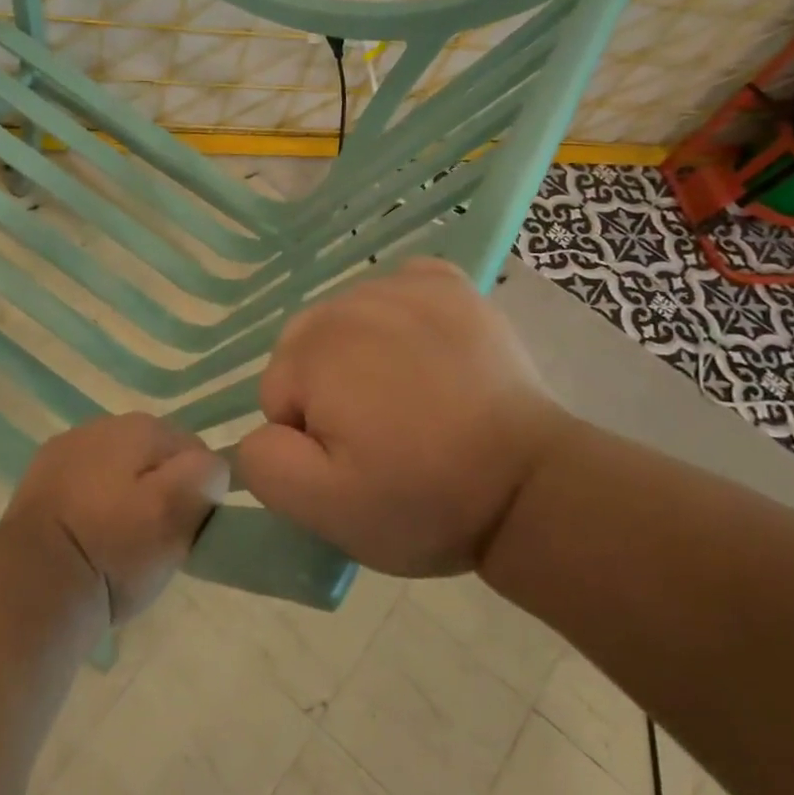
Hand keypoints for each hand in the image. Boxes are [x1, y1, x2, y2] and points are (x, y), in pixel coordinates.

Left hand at [3, 413, 227, 623]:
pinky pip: (86, 489)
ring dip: (127, 500)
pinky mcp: (40, 481)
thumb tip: (209, 467)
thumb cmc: (113, 548)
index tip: (187, 530)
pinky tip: (89, 540)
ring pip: (119, 473)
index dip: (198, 492)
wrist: (31, 585)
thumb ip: (206, 475)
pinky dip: (93, 510)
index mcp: (140, 425)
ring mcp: (65, 451)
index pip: (195, 450)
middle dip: (162, 493)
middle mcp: (101, 424)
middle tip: (157, 542)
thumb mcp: (177, 512)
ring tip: (121, 546)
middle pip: (154, 459)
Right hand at [236, 258, 572, 577]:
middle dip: (327, 391)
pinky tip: (423, 353)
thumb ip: (264, 464)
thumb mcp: (325, 509)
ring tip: (410, 401)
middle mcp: (352, 302)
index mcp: (316, 350)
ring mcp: (405, 286)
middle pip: (306, 349)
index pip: (277, 394)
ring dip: (361, 357)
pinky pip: (396, 289)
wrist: (532, 485)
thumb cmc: (424, 498)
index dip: (308, 438)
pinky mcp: (449, 285)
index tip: (356, 462)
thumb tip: (261, 430)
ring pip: (346, 321)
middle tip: (380, 435)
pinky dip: (398, 316)